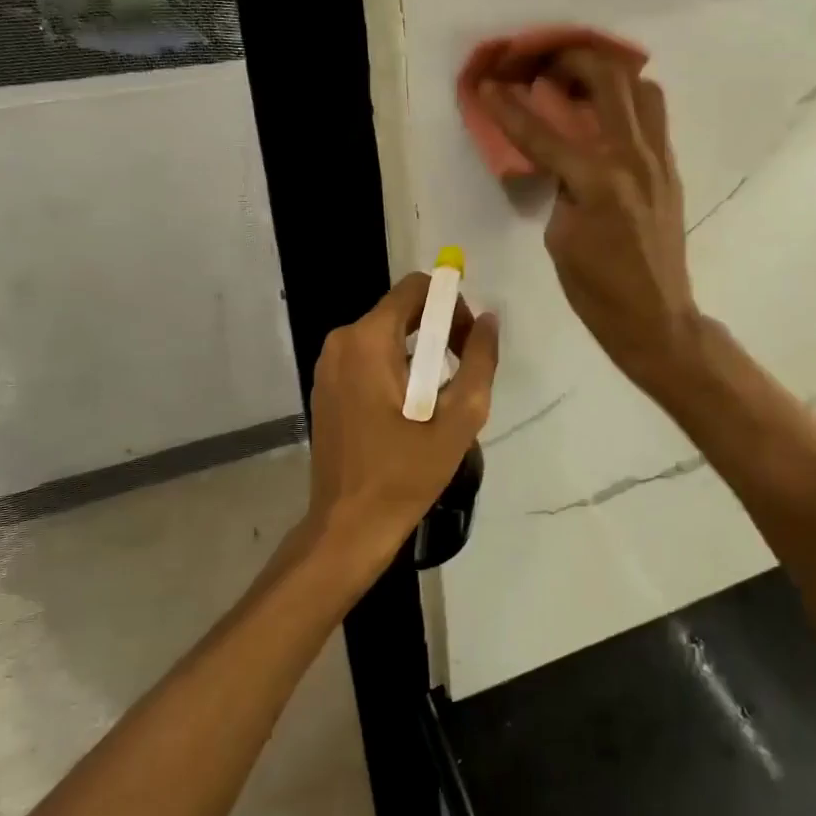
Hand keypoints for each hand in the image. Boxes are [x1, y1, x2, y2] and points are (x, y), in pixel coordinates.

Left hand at [306, 274, 499, 578]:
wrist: (348, 527)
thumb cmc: (404, 473)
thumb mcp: (458, 418)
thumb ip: (479, 361)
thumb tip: (488, 320)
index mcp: (368, 340)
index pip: (416, 288)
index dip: (452, 305)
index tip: (468, 343)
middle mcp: (342, 342)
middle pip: (402, 309)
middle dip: (440, 330)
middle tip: (463, 373)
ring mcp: (329, 365)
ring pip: (387, 334)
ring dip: (421, 352)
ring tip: (442, 398)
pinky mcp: (327, 386)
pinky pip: (370, 357)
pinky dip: (398, 367)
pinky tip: (413, 409)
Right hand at [478, 48, 701, 394]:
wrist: (656, 317)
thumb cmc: (597, 290)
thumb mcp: (559, 239)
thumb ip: (560, 187)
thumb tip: (563, 160)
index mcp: (596, 180)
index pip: (542, 132)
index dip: (508, 106)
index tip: (487, 84)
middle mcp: (632, 157)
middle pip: (607, 80)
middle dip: (571, 60)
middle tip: (544, 65)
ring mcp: (658, 160)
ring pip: (641, 88)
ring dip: (609, 75)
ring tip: (581, 84)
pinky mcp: (671, 169)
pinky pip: (654, 117)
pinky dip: (629, 102)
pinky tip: (607, 116)